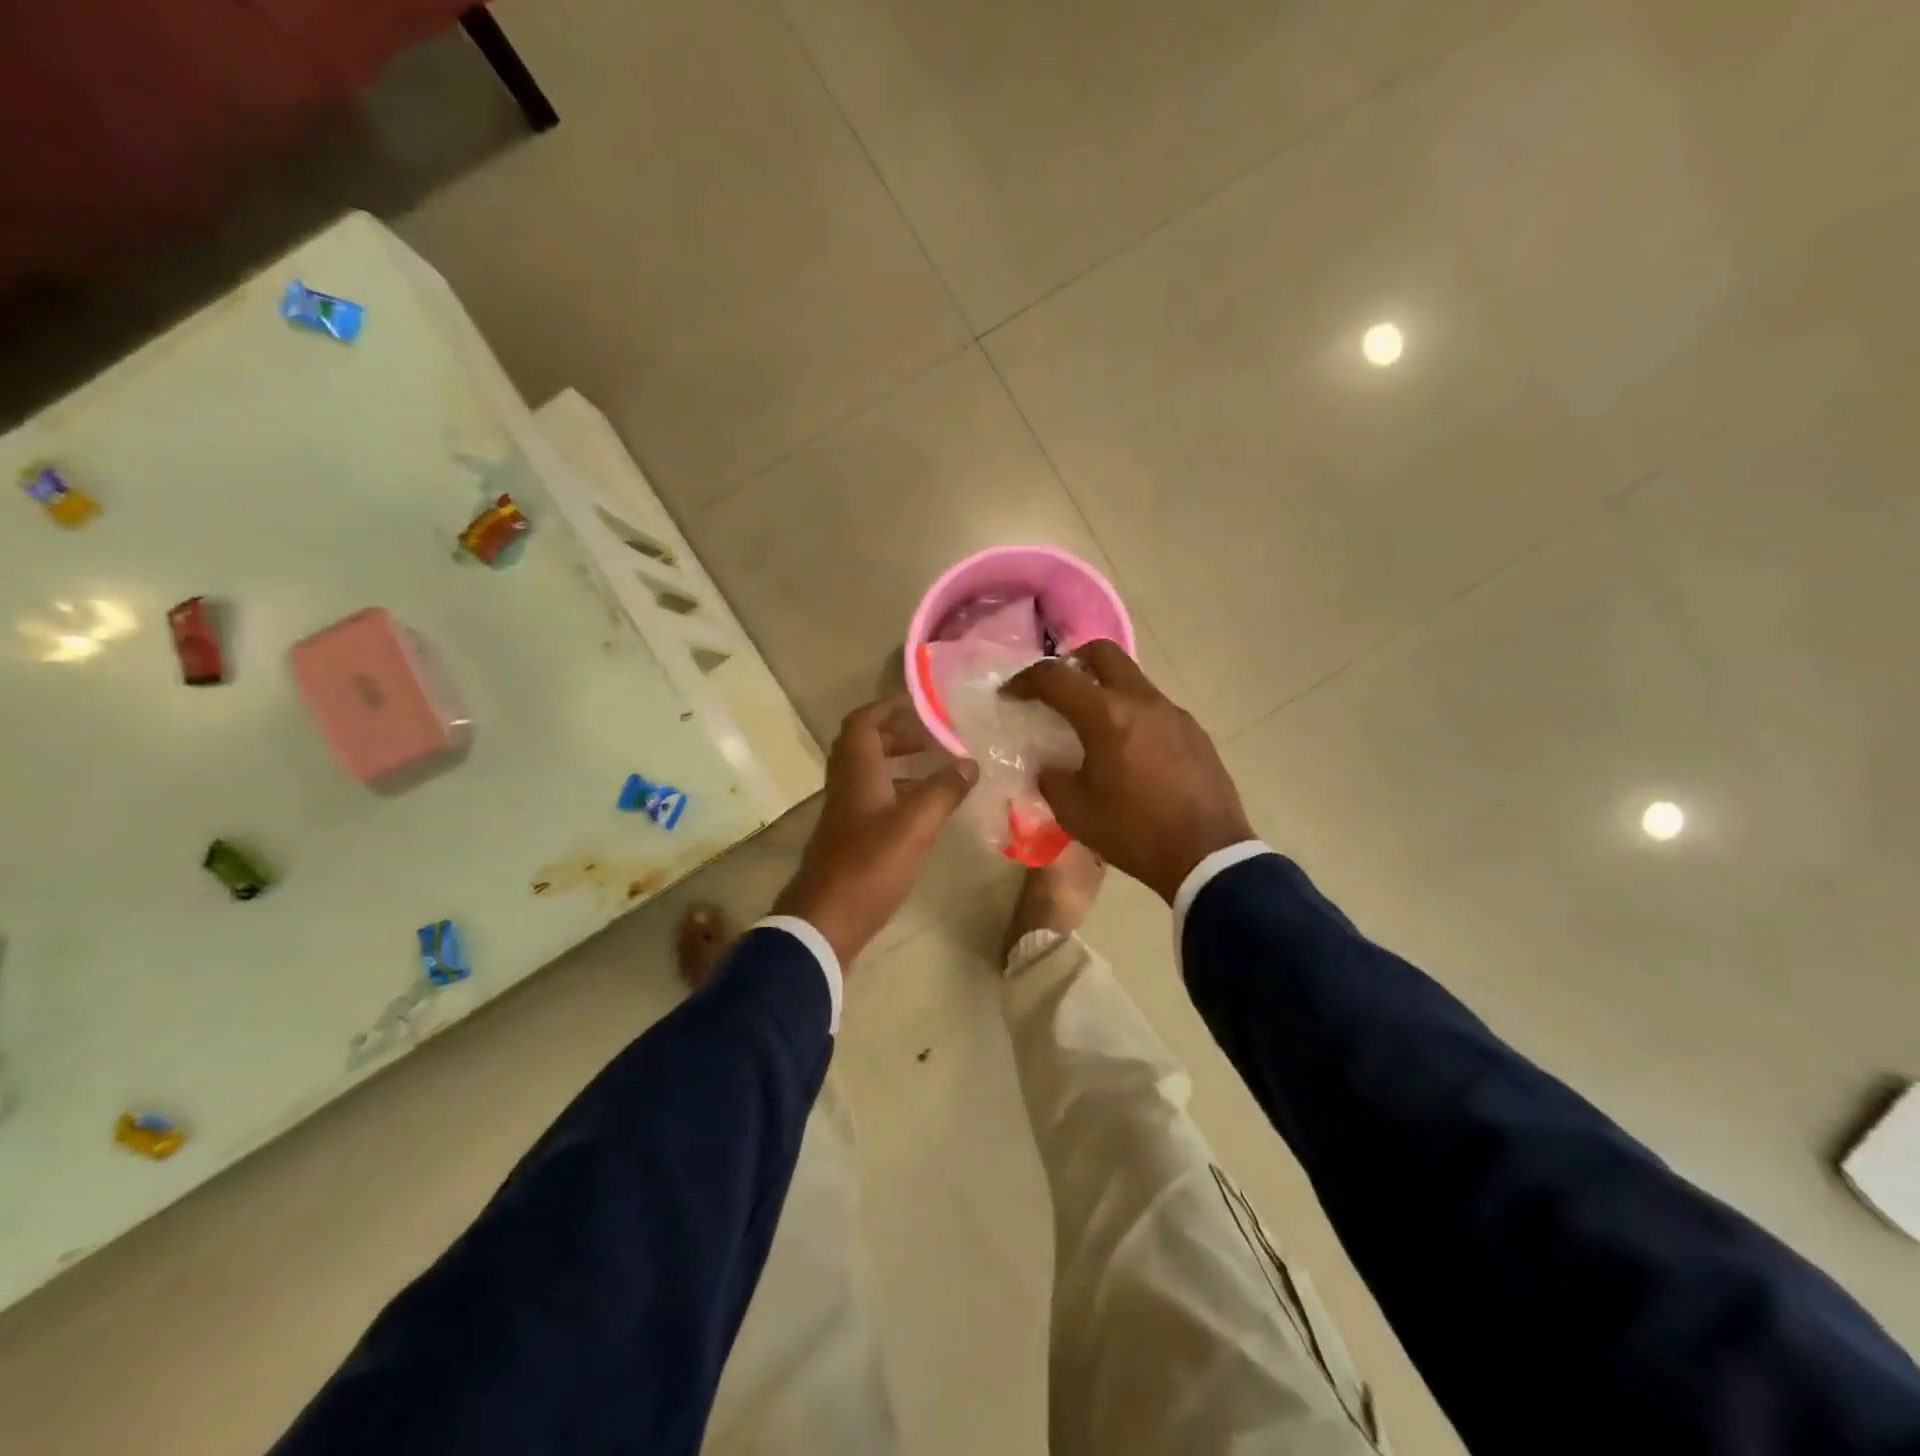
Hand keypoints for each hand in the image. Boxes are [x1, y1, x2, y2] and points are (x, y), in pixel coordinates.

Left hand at [773, 697, 977, 964]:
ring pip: (870, 777)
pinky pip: (873, 803)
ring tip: (937, 776)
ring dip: (899, 768)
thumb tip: (969, 763)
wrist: (826, 920)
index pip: (863, 722)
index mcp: (857, 772)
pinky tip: (923, 816)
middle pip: (865, 747)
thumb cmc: (870, 864)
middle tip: (932, 741)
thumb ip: (944, 790)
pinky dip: (897, 797)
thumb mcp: (916, 824)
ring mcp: (845, 815)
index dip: (887, 708)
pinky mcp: (849, 841)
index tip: (919, 706)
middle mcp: (846, 786)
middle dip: (897, 737)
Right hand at [1004, 642, 1254, 903]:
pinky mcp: (1195, 731)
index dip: (1025, 681)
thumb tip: (1050, 767)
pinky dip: (1133, 714)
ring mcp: (1174, 713)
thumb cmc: (1134, 832)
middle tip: (1057, 689)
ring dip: (1106, 689)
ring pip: (1133, 679)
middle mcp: (1142, 701)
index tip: (1011, 694)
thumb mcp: (1076, 813)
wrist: (1208, 856)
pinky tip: (1130, 751)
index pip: (1055, 677)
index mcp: (1107, 715)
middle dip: (1072, 662)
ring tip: (1093, 725)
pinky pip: (1155, 707)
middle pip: (1103, 653)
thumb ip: (1053, 780)